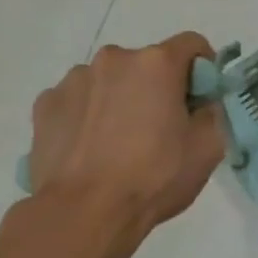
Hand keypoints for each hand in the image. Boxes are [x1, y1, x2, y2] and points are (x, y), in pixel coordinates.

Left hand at [27, 34, 224, 253]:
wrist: (84, 212)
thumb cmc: (155, 176)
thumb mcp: (208, 148)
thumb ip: (212, 114)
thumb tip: (200, 105)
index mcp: (156, 64)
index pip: (192, 44)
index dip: (203, 69)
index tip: (201, 100)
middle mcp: (113, 59)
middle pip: (148, 63)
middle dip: (158, 87)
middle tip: (161, 128)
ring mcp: (73, 79)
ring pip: (111, 81)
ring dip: (121, 99)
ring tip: (120, 142)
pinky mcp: (45, 104)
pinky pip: (78, 100)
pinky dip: (89, 114)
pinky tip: (91, 148)